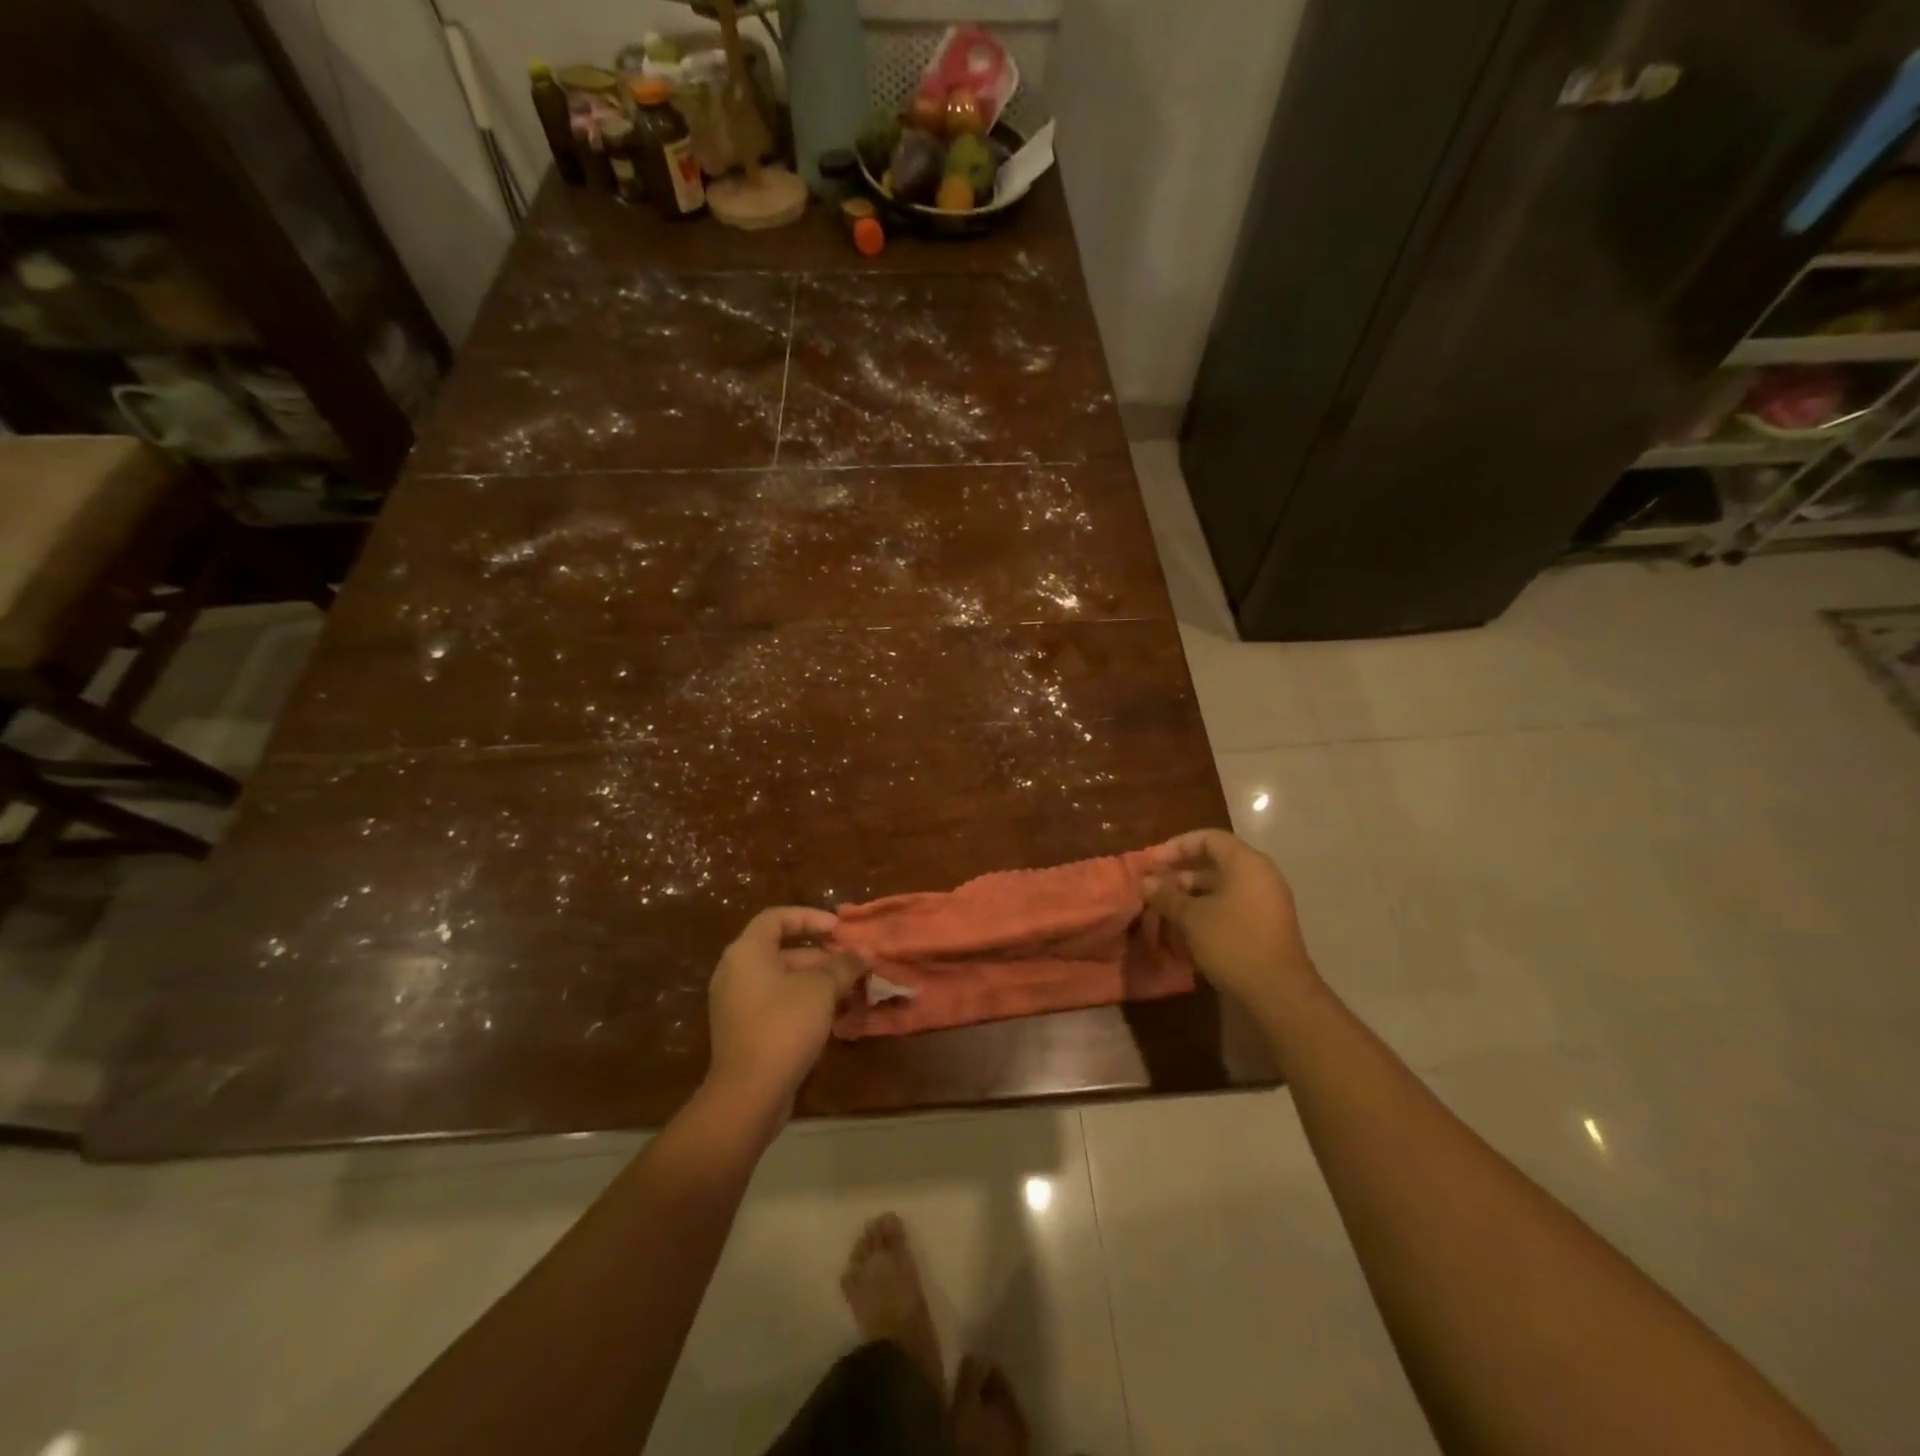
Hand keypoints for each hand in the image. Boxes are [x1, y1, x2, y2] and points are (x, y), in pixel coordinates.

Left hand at [706, 907, 864, 1117]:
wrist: (749, 1093)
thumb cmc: (784, 1025)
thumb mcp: (821, 989)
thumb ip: (844, 965)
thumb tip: (864, 952)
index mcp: (746, 952)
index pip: (777, 918)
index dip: (810, 917)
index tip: (839, 929)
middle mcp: (735, 972)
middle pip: (781, 950)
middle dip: (820, 955)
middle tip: (852, 964)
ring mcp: (736, 1004)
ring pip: (781, 980)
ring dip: (816, 981)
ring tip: (849, 990)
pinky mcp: (743, 1031)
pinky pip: (776, 1003)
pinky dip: (802, 1002)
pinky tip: (831, 1016)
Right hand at [1143, 829, 1318, 1011]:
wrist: (1278, 993)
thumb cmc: (1233, 943)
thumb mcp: (1192, 918)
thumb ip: (1168, 896)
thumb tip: (1147, 882)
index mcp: (1246, 863)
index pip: (1208, 838)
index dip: (1177, 846)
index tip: (1153, 863)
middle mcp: (1260, 875)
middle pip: (1217, 860)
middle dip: (1183, 870)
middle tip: (1156, 885)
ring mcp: (1267, 900)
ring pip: (1224, 884)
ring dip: (1193, 891)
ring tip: (1166, 906)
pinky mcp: (1266, 923)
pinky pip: (1233, 903)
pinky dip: (1209, 907)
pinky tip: (1187, 925)